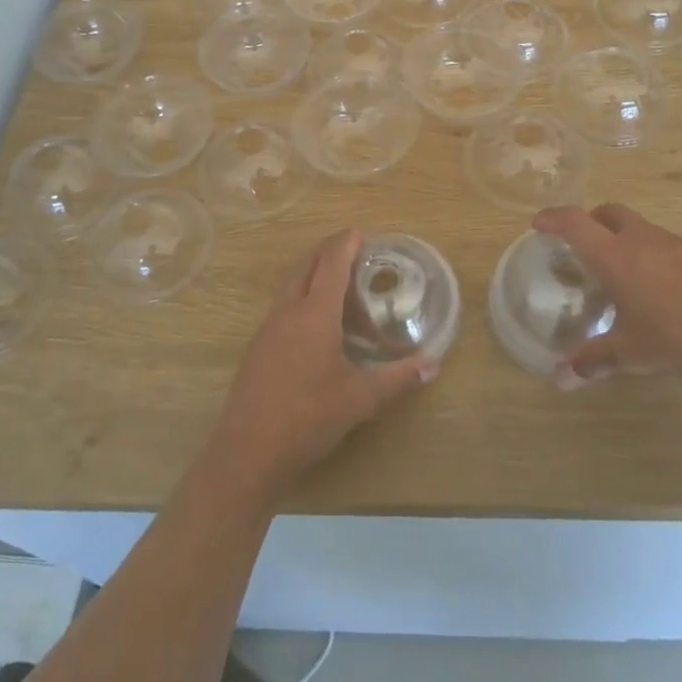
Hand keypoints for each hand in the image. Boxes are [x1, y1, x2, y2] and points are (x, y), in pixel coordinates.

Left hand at [207, 229, 435, 502]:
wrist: (249, 449)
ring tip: (335, 283)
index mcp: (314, 314)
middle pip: (305, 265)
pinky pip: (282, 306)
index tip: (359, 232)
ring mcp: (268, 328)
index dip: (345, 244)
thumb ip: (397, 378)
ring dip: (311, 273)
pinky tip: (314, 323)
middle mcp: (288, 311)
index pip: (331, 265)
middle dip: (326, 250)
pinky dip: (300, 297)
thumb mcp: (360, 399)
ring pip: (290, 285)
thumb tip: (432, 365)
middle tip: (350, 249)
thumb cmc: (309, 416)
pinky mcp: (258, 347)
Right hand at [532, 204, 681, 387]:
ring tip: (619, 269)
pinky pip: (662, 242)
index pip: (575, 222)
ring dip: (621, 236)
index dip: (553, 218)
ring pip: (638, 225)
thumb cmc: (678, 337)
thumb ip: (593, 361)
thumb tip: (560, 379)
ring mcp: (674, 243)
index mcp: (615, 256)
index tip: (538, 223)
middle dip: (589, 221)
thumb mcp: (630, 353)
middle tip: (581, 244)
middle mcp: (641, 239)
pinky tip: (657, 285)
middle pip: (607, 212)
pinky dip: (648, 251)